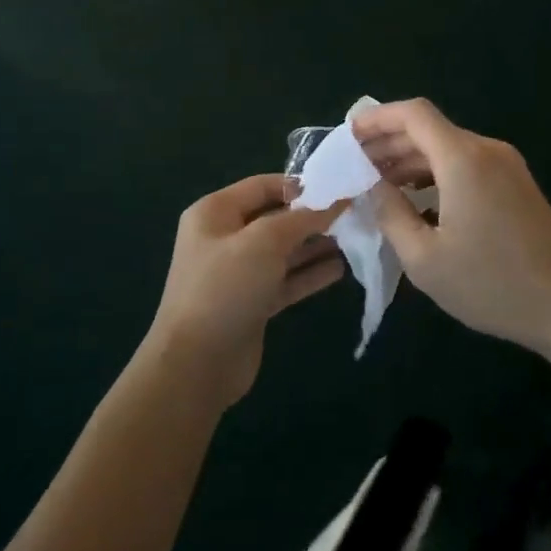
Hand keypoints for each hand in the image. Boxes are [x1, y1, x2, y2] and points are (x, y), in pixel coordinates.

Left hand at [148, 174, 346, 405]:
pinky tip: (340, 268)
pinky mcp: (252, 303)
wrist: (196, 365)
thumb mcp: (263, 242)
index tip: (338, 188)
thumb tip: (336, 201)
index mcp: (216, 212)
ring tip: (354, 237)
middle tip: (353, 213)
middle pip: (276, 217)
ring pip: (284, 250)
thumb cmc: (225, 288)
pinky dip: (310, 273)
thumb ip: (302, 218)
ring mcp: (238, 273)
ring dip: (316, 244)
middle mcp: (225, 238)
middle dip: (312, 215)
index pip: (263, 185)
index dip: (300, 185)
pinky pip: (286, 280)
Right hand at [354, 99, 550, 354]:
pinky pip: (465, 162)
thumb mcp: (425, 258)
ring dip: (410, 158)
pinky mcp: (515, 182)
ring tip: (377, 183)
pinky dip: (434, 171)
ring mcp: (506, 164)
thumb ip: (391, 213)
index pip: (413, 114)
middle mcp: (486, 150)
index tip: (348, 136)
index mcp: (463, 159)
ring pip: (446, 145)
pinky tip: (415, 197)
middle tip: (354, 165)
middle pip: (428, 128)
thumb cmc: (491, 285)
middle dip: (388, 142)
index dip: (376, 118)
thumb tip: (371, 186)